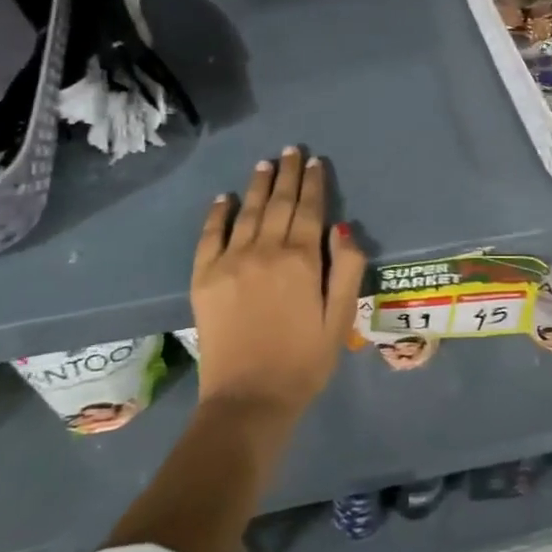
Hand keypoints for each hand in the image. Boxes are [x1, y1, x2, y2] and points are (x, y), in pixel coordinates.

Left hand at [190, 148, 366, 418]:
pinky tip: (224, 198)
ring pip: (248, 212)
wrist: (248, 399)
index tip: (315, 162)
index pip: (310, 210)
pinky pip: (210, 235)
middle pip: (279, 203)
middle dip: (288, 174)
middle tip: (292, 151)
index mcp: (302, 260)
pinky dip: (218, 213)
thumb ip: (347, 269)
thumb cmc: (304, 362)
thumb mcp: (340, 319)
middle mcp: (265, 250)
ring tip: (265, 163)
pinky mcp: (204, 277)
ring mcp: (231, 261)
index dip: (314, 183)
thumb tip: (343, 226)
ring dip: (258, 185)